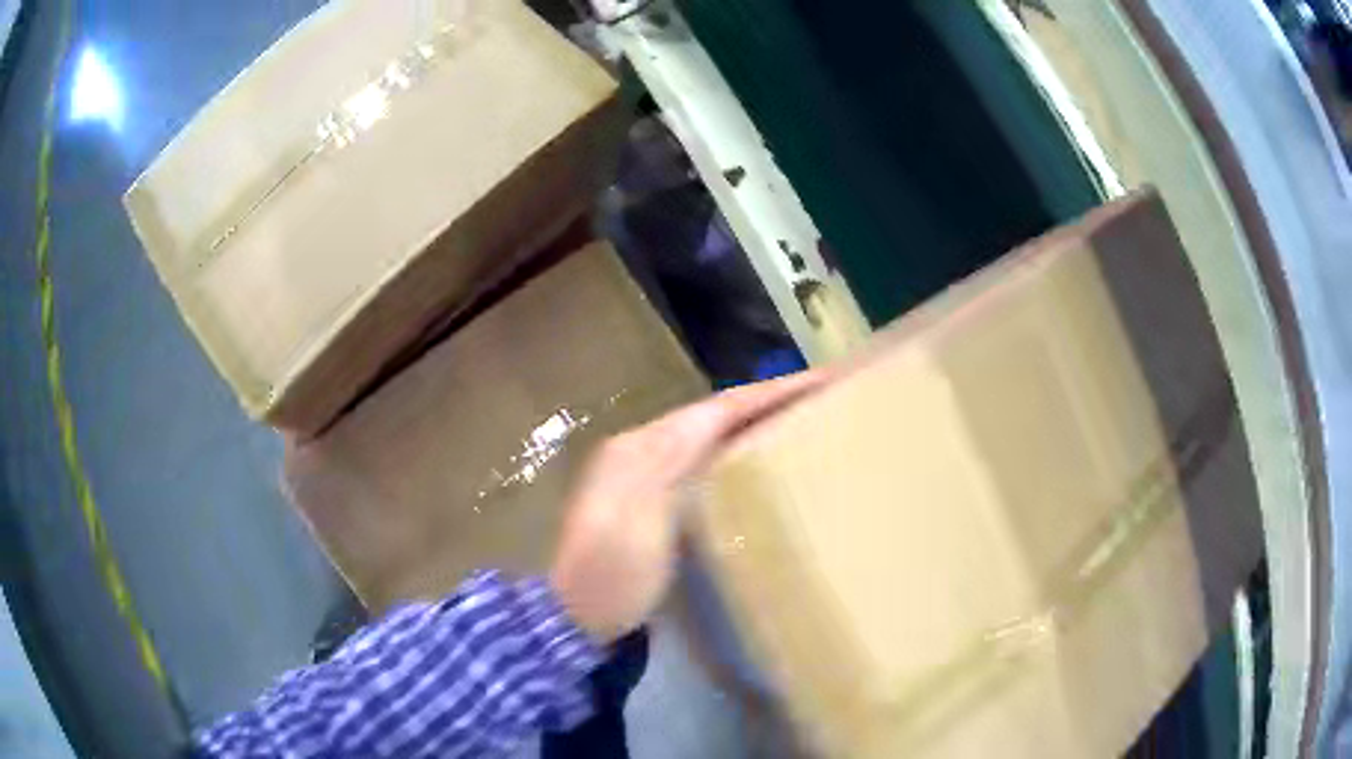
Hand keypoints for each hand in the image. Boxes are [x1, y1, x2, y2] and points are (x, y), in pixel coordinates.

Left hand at [549, 371, 827, 643]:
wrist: (576, 614)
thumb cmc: (614, 572)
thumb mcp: (641, 518)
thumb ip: (676, 462)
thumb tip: (717, 418)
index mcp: (643, 446)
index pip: (718, 409)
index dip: (769, 393)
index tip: (820, 381)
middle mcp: (644, 448)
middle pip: (716, 415)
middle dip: (767, 402)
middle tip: (819, 396)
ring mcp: (647, 473)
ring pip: (711, 435)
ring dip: (754, 423)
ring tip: (801, 419)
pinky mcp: (654, 498)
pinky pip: (704, 461)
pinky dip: (736, 453)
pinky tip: (760, 461)